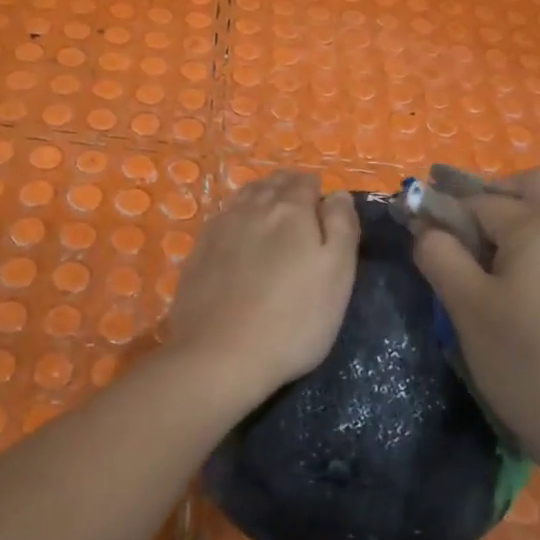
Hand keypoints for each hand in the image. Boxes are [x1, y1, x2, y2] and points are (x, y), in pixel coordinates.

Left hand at [167, 171, 359, 403]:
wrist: (220, 356)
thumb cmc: (294, 319)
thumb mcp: (338, 274)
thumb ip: (342, 226)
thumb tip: (337, 194)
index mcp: (291, 209)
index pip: (306, 182)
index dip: (318, 192)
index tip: (325, 210)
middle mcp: (251, 208)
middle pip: (273, 185)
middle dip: (289, 190)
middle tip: (302, 211)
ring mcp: (219, 229)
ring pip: (244, 198)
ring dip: (261, 199)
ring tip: (272, 218)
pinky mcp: (197, 253)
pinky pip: (222, 220)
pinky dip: (237, 219)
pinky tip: (240, 238)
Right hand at [411, 169, 539, 464]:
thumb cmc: (522, 362)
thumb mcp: (465, 305)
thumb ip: (439, 253)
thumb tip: (425, 227)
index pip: (481, 202)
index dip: (445, 212)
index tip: (418, 225)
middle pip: (530, 184)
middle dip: (491, 196)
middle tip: (462, 229)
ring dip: (521, 211)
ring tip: (490, 250)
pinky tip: (525, 270)